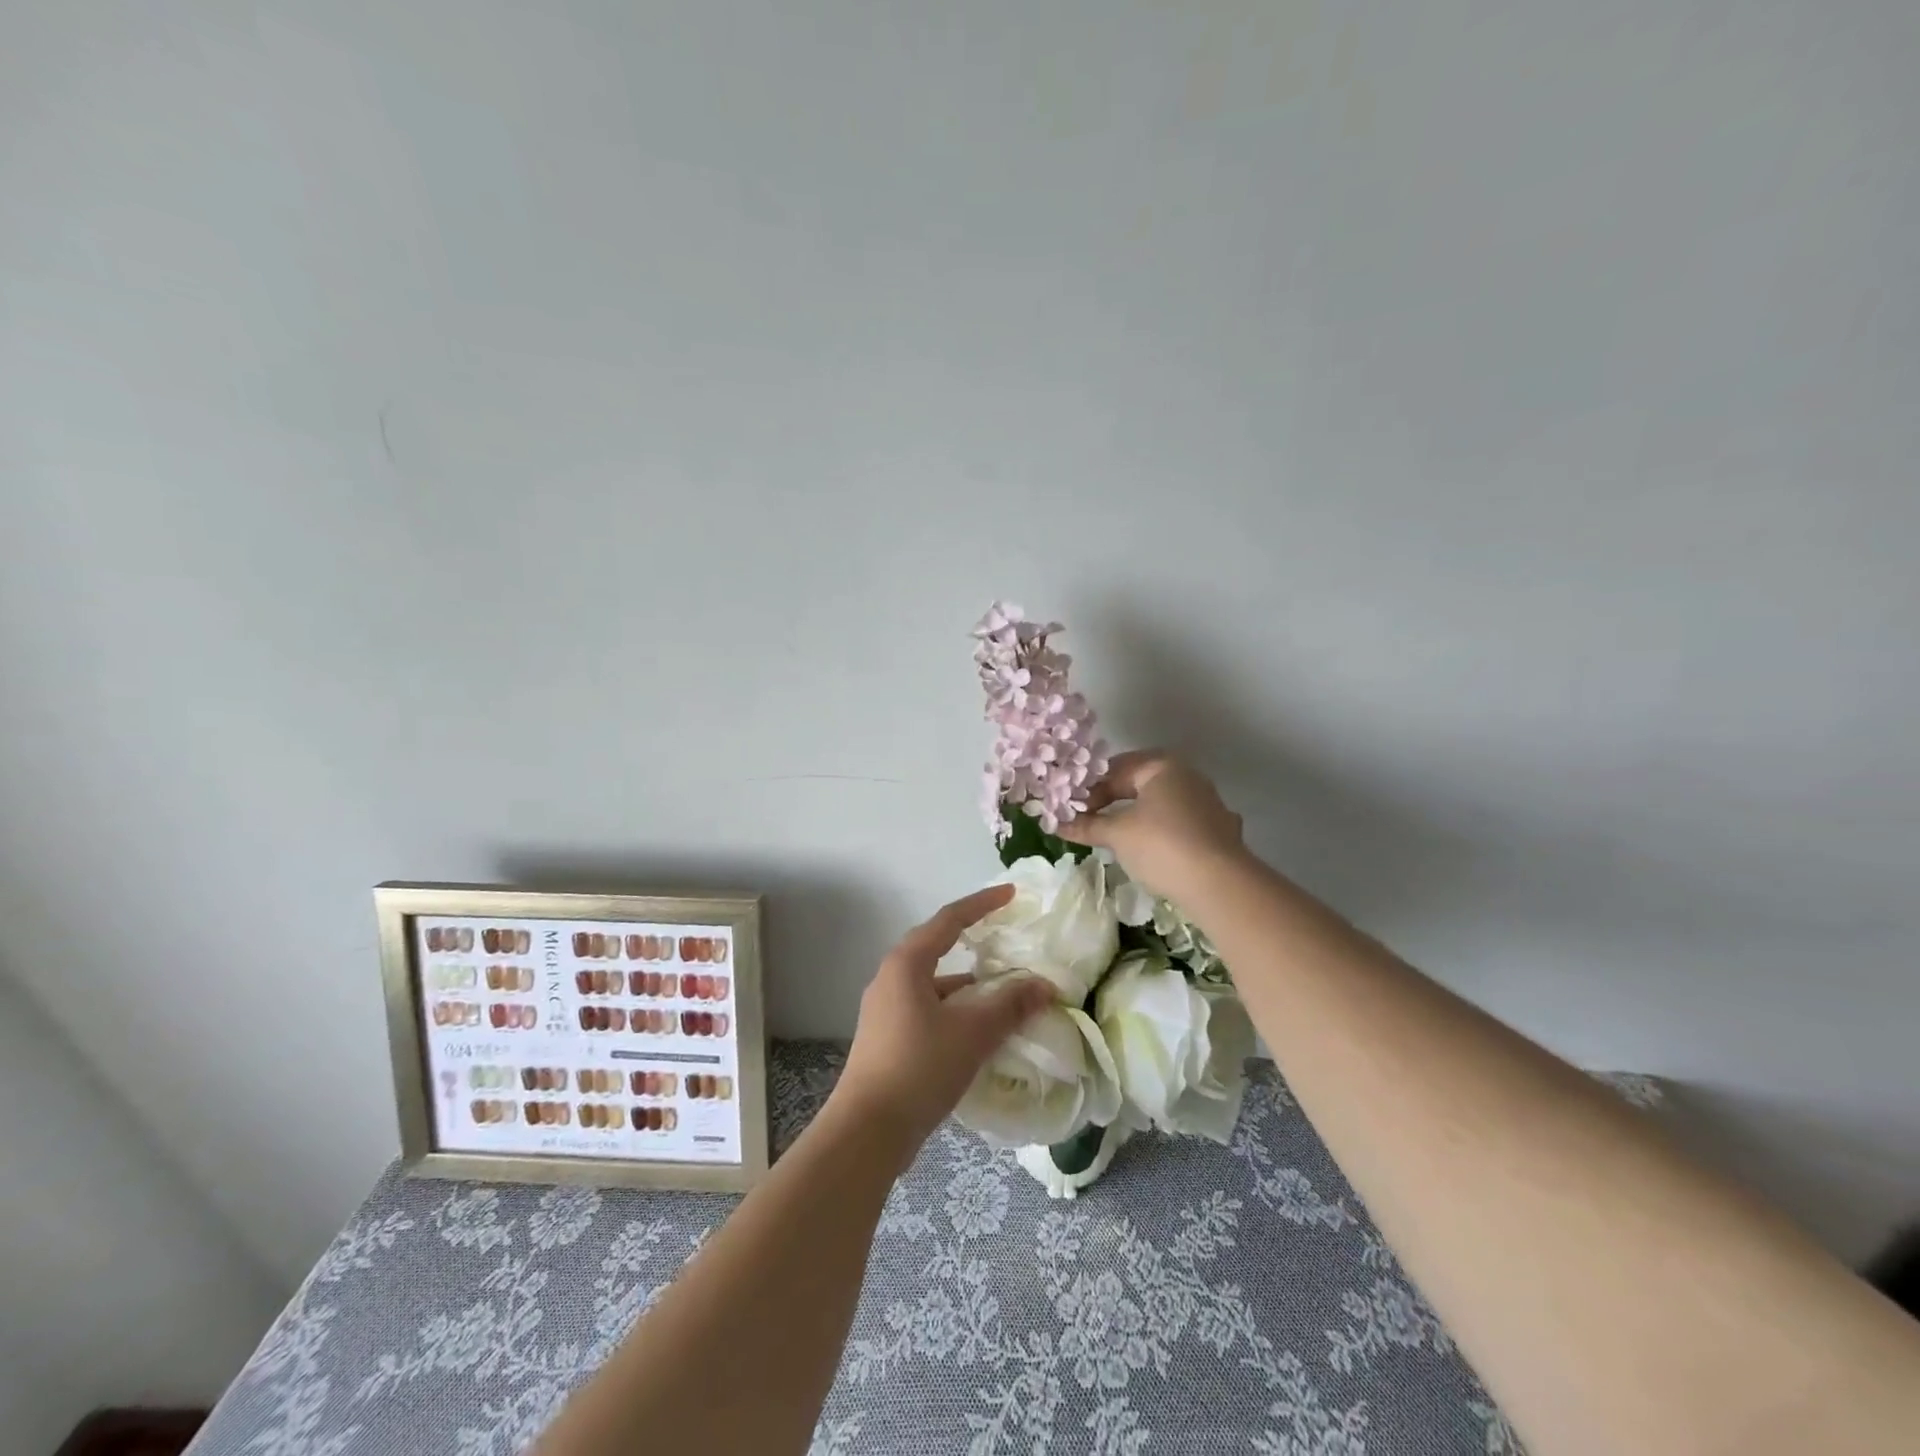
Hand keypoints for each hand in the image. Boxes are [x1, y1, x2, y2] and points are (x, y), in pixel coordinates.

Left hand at [830, 884, 1054, 1165]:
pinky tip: (978, 1032)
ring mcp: (886, 1010)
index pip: (949, 920)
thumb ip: (1010, 1005)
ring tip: (1003, 994)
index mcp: (907, 963)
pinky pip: (928, 1010)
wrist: (867, 1131)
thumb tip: (1044, 985)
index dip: (981, 904)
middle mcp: (891, 978)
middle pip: (938, 948)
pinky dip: (956, 1011)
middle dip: (973, 942)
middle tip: (1005, 940)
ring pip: (934, 984)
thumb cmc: (919, 1067)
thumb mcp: (972, 1033)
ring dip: (967, 986)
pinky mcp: (887, 1039)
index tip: (1009, 895)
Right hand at [1059, 750, 1246, 902]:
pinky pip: (1179, 824)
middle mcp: (1188, 776)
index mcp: (1162, 766)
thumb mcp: (1117, 834)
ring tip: (1114, 837)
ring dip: (1135, 816)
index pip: (1115, 770)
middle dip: (1112, 801)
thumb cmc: (1161, 846)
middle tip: (1087, 821)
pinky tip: (1151, 851)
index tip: (1070, 811)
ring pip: (1161, 804)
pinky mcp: (1219, 830)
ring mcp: (1208, 803)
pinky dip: (1160, 832)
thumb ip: (1087, 825)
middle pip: (1139, 783)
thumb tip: (1057, 824)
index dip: (1089, 790)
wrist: (1220, 884)